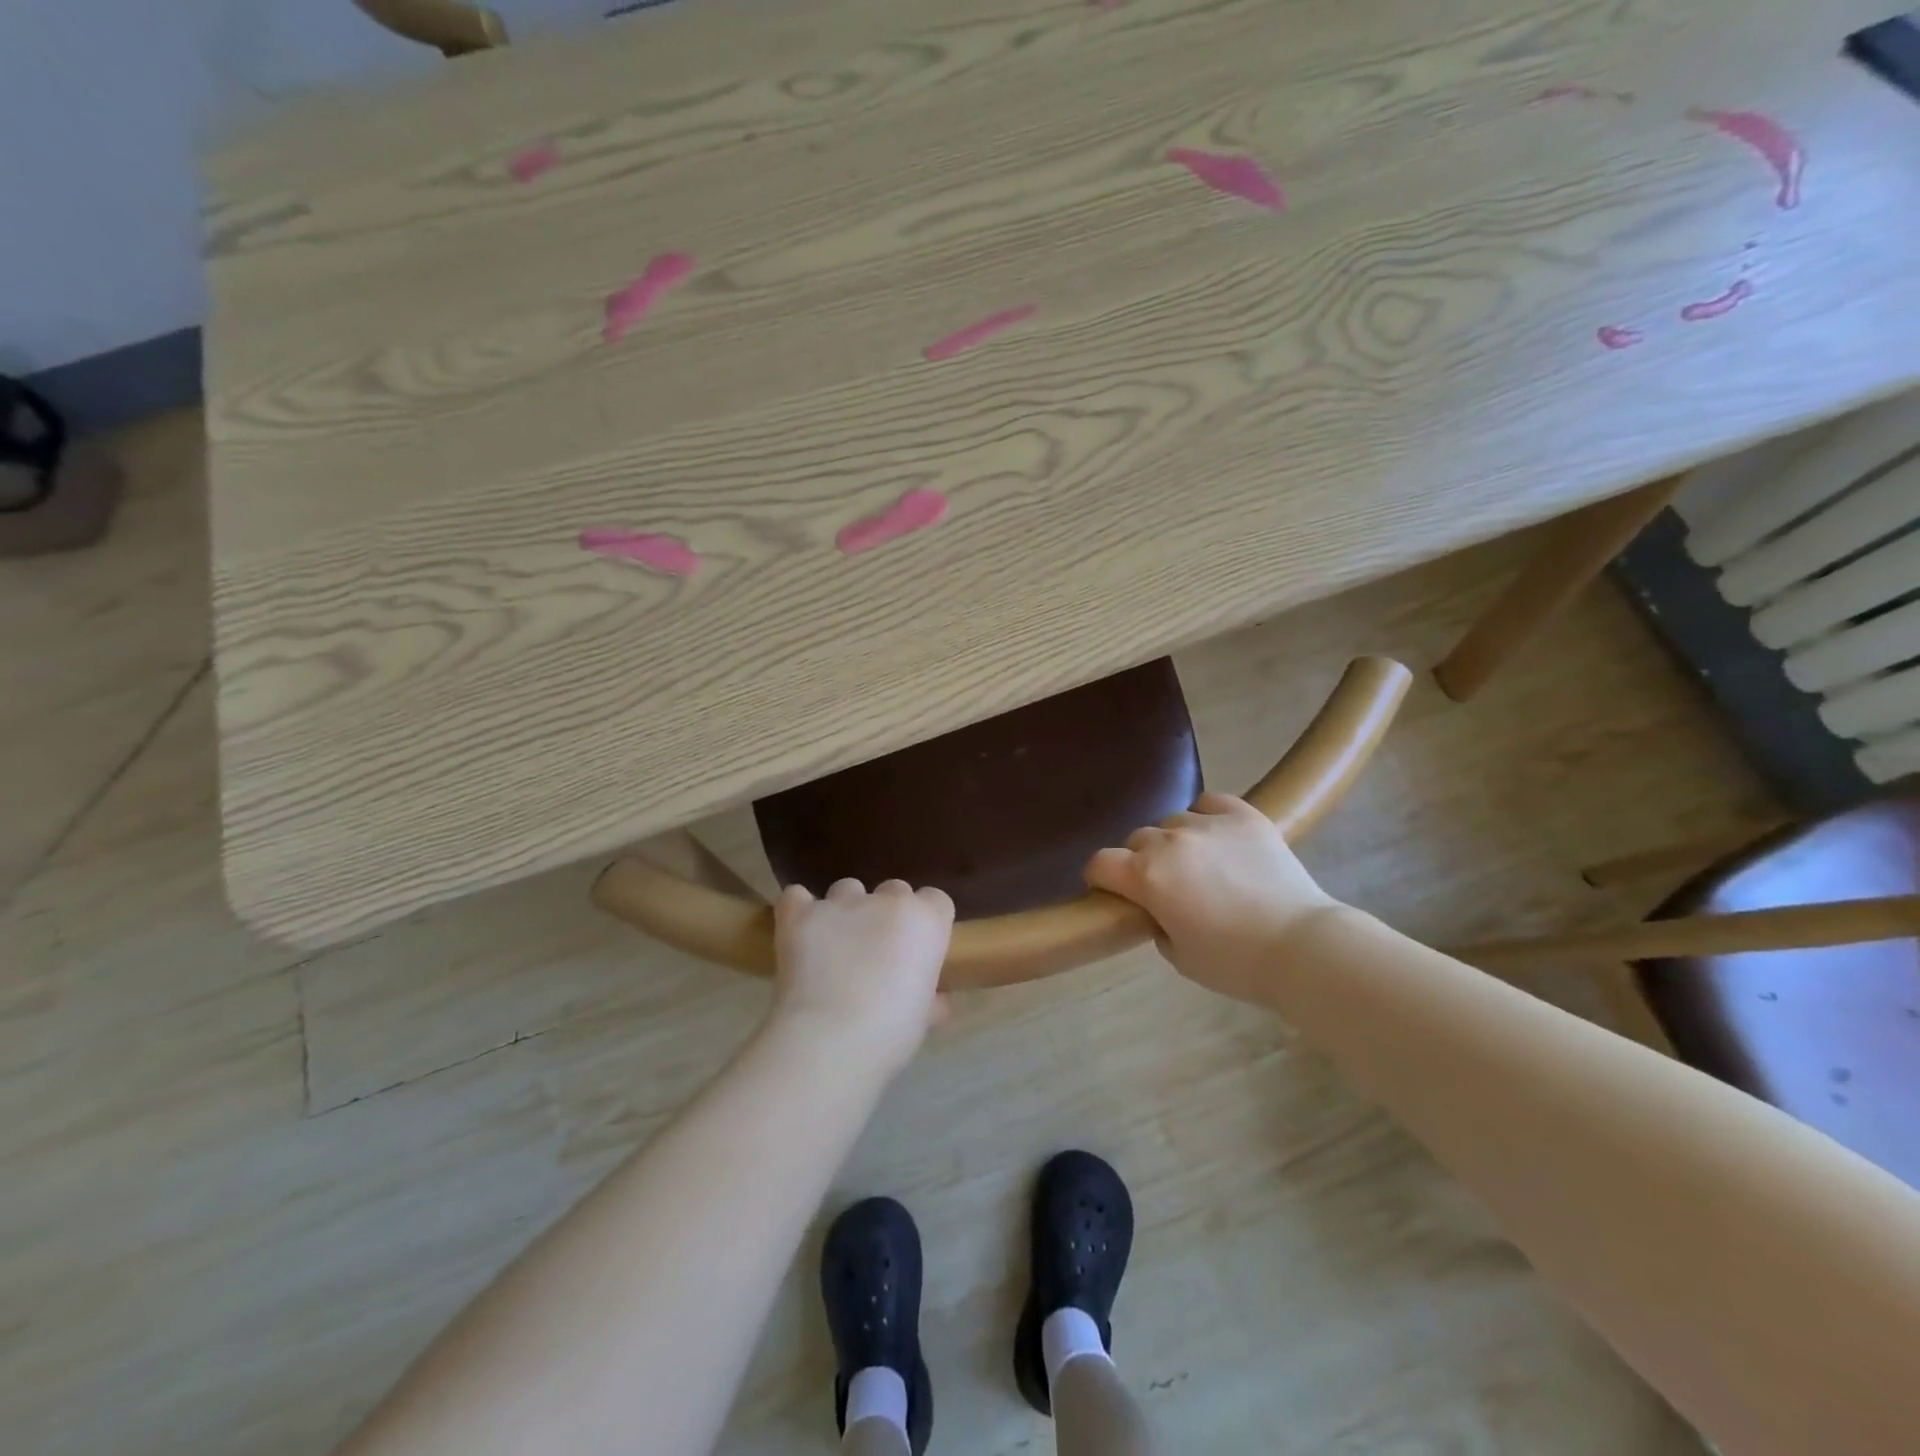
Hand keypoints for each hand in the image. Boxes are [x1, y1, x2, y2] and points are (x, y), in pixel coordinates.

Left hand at [771, 878, 955, 1076]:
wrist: (830, 1040)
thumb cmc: (890, 1033)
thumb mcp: (922, 1019)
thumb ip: (930, 999)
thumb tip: (935, 1004)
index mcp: (925, 921)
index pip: (936, 900)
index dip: (926, 924)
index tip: (918, 951)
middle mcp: (886, 901)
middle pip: (894, 890)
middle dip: (888, 915)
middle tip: (878, 954)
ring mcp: (840, 904)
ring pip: (848, 889)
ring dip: (846, 911)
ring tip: (835, 946)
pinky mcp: (800, 915)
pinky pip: (796, 897)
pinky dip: (798, 910)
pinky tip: (799, 932)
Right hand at [1085, 792, 1341, 1005]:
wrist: (1302, 946)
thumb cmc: (1236, 963)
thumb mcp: (1179, 956)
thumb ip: (1156, 924)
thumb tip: (1158, 908)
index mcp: (1146, 877)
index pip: (1100, 863)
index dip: (1100, 878)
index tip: (1111, 892)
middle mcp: (1169, 841)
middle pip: (1136, 839)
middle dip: (1140, 861)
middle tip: (1163, 886)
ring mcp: (1207, 823)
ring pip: (1172, 820)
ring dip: (1175, 841)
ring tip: (1198, 863)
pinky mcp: (1243, 815)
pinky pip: (1209, 803)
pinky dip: (1206, 816)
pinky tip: (1218, 836)